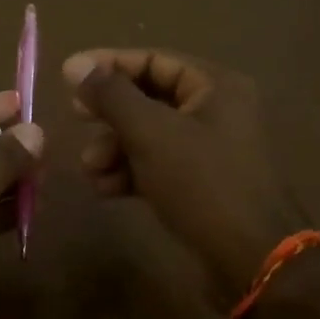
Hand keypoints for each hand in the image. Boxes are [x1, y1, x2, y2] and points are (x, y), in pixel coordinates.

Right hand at [64, 48, 306, 295]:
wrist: (251, 258)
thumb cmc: (202, 183)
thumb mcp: (151, 133)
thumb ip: (111, 96)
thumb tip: (75, 65)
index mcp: (215, 86)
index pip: (154, 60)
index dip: (108, 65)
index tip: (67, 77)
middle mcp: (215, 111)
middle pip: (148, 98)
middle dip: (109, 114)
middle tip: (75, 119)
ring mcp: (209, 149)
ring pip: (149, 135)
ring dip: (113, 148)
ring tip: (90, 169)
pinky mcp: (200, 183)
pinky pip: (157, 165)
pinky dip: (129, 172)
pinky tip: (105, 190)